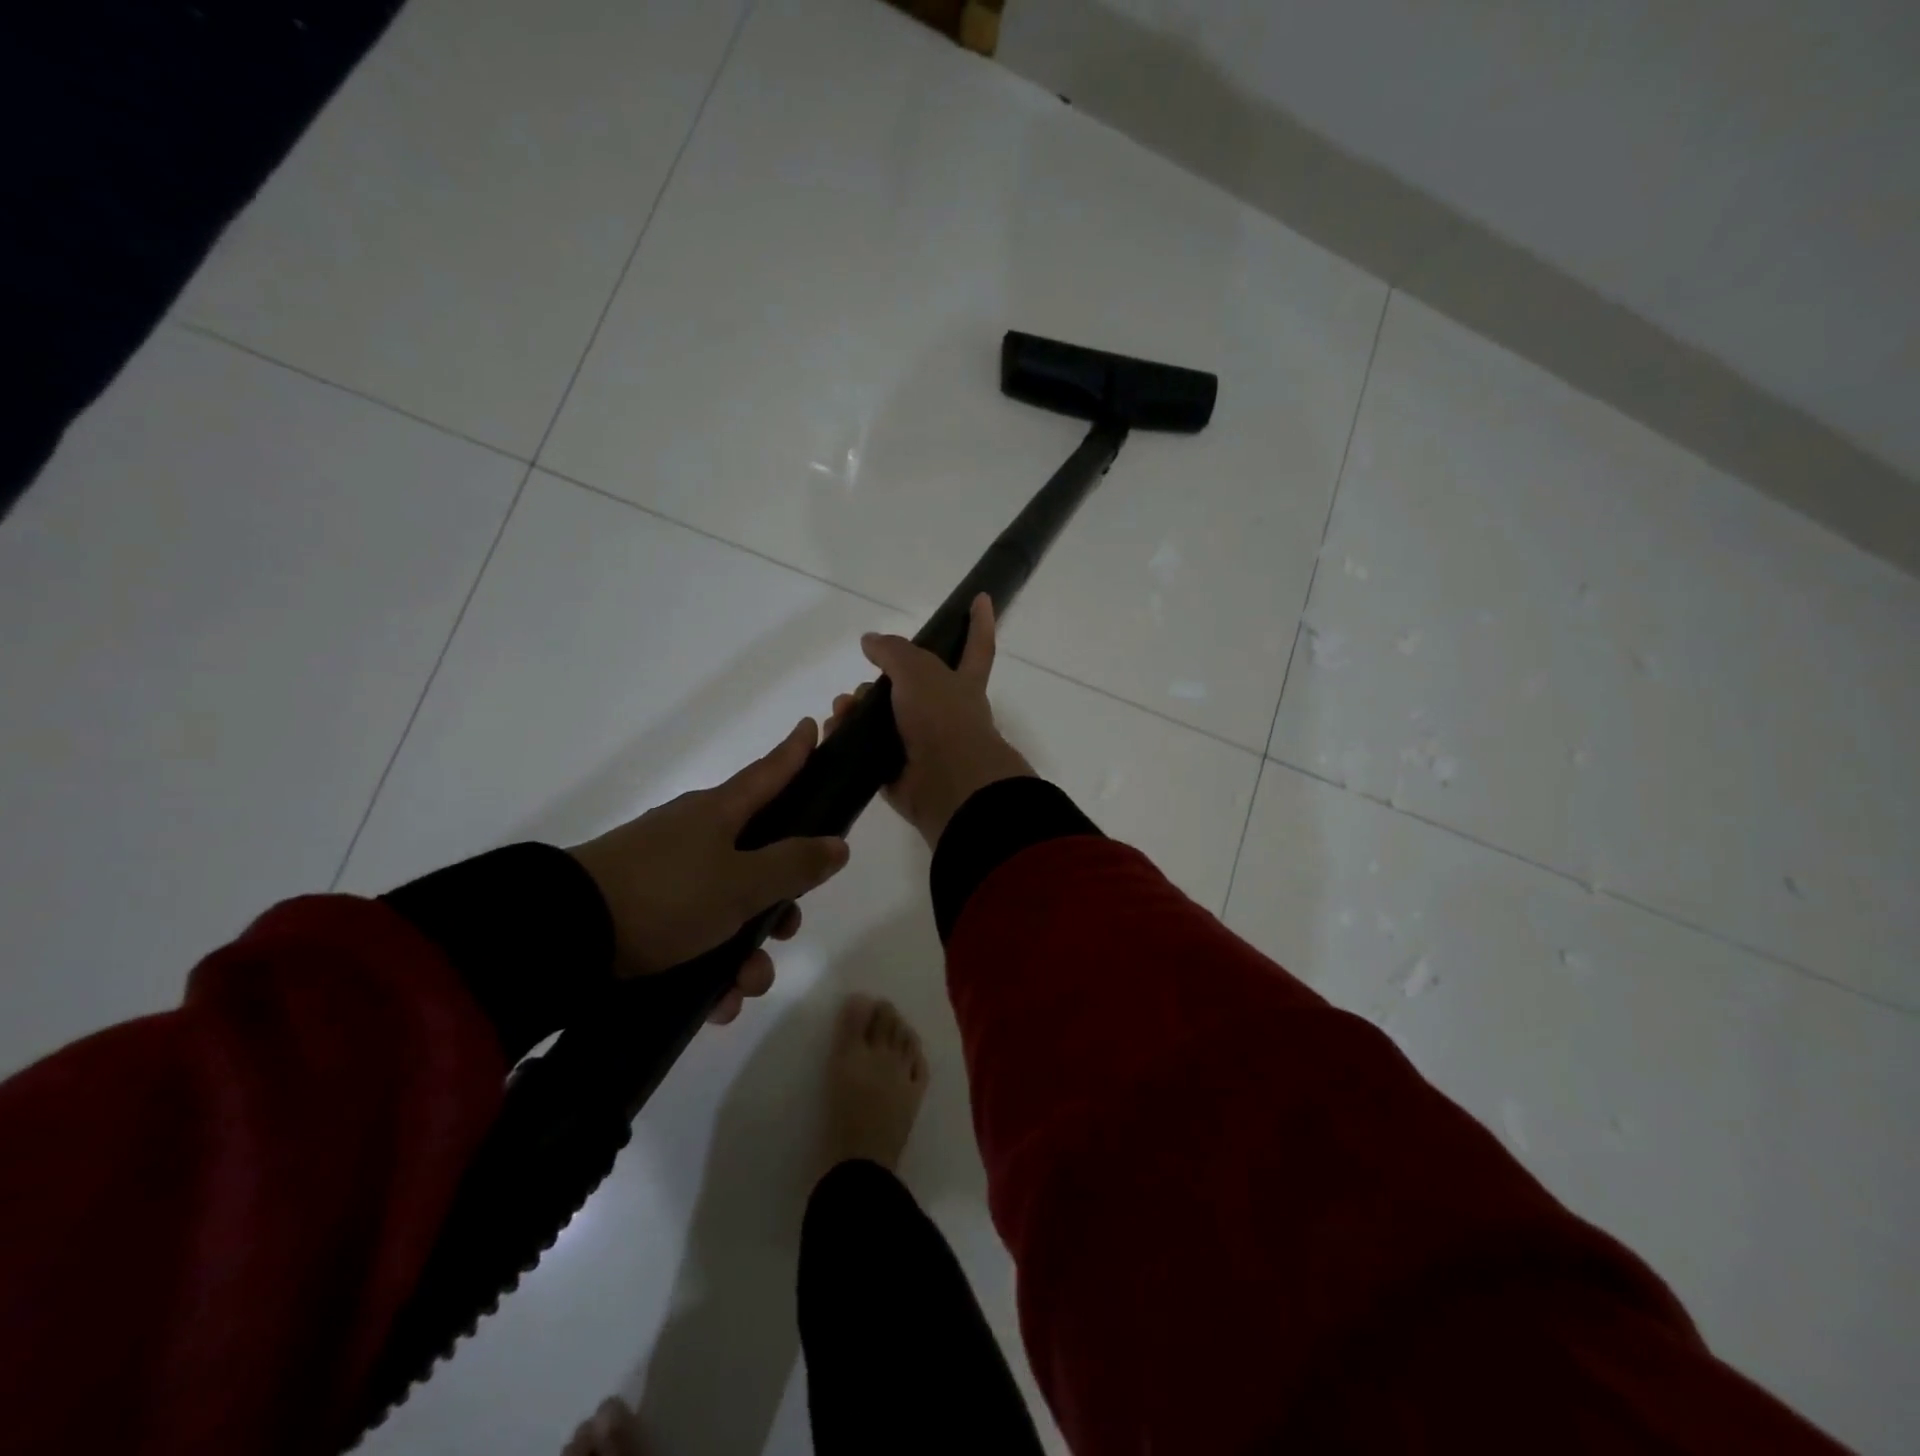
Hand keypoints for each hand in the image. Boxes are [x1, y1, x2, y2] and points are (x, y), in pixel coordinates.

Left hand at [568, 719, 849, 1023]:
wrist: (564, 935)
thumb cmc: (666, 895)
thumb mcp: (741, 883)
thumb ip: (794, 865)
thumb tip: (837, 844)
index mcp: (719, 813)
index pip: (769, 773)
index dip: (795, 753)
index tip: (811, 727)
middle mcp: (694, 836)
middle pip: (757, 856)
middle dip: (780, 899)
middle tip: (787, 929)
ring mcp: (666, 874)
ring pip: (728, 906)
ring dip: (745, 951)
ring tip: (743, 987)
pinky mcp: (642, 912)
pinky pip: (694, 936)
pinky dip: (711, 968)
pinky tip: (716, 1003)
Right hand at [829, 594, 1033, 848]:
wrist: (946, 783)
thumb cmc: (942, 718)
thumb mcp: (918, 670)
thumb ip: (893, 651)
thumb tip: (870, 640)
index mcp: (961, 684)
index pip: (975, 646)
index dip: (979, 623)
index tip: (981, 598)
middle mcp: (943, 712)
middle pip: (907, 686)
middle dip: (879, 681)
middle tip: (862, 686)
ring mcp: (921, 744)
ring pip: (881, 718)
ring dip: (856, 709)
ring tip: (842, 711)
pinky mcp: (897, 771)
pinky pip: (866, 750)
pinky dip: (847, 740)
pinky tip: (833, 732)